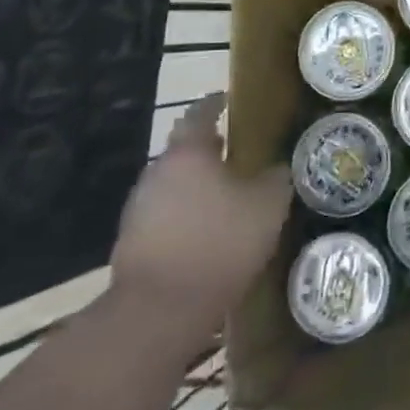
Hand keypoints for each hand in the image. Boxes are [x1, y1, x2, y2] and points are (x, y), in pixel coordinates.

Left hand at [111, 92, 290, 338]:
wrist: (160, 309)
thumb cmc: (220, 241)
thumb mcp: (268, 204)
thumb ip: (276, 177)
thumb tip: (279, 167)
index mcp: (189, 152)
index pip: (201, 113)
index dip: (216, 103)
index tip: (228, 99)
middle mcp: (157, 172)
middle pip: (182, 149)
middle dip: (207, 148)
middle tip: (235, 151)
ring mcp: (138, 207)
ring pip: (172, 183)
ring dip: (194, 184)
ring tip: (224, 194)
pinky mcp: (131, 242)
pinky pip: (164, 215)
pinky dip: (184, 214)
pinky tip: (205, 230)